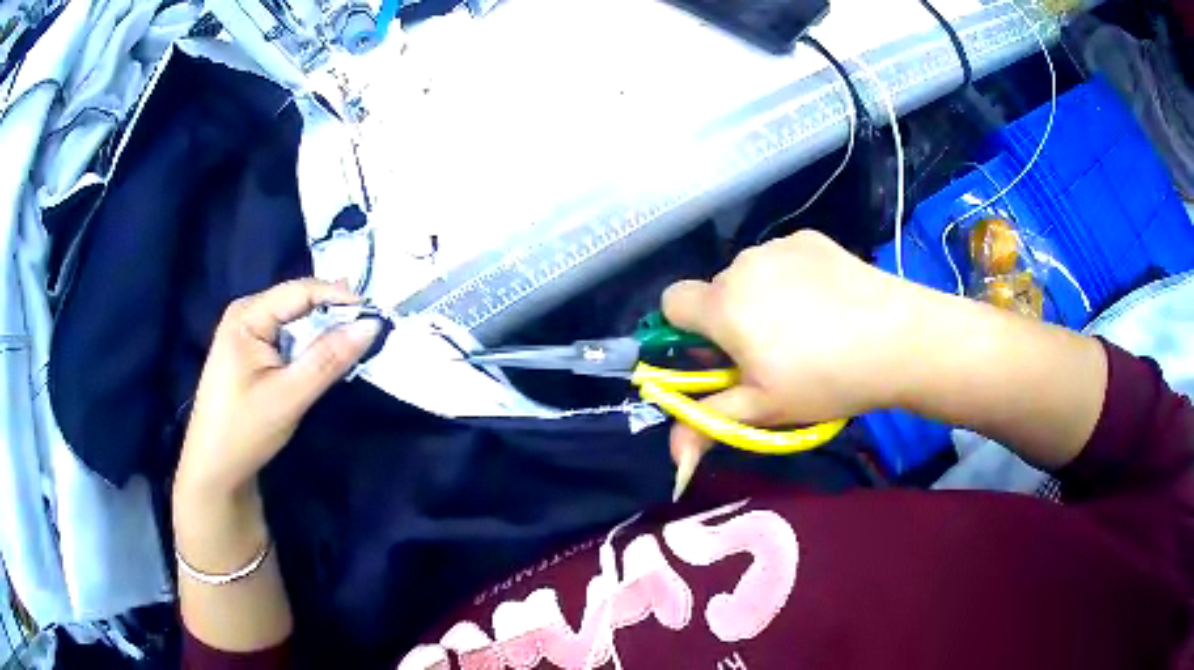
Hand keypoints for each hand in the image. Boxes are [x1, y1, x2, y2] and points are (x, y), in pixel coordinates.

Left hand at [175, 279, 381, 500]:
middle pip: (299, 303)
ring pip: (295, 321)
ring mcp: (247, 332)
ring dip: (323, 334)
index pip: (302, 291)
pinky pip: (287, 338)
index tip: (378, 316)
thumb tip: (371, 324)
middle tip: (371, 334)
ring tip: (353, 348)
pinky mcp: (251, 351)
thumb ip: (328, 359)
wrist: (214, 469)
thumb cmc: (245, 431)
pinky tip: (323, 362)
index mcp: (248, 315)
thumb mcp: (289, 396)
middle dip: (334, 316)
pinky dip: (309, 348)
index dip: (341, 298)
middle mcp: (247, 313)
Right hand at [661, 231, 923, 466]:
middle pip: (716, 291)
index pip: (671, 302)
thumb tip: (674, 461)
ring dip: (761, 298)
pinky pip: (783, 259)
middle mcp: (742, 265)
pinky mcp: (810, 237)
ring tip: (806, 328)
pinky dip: (792, 279)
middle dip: (730, 319)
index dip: (686, 330)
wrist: (898, 338)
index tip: (717, 355)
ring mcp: (779, 246)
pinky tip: (827, 303)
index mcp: (723, 305)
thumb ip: (708, 426)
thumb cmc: (826, 379)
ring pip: (751, 275)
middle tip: (769, 353)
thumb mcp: (765, 410)